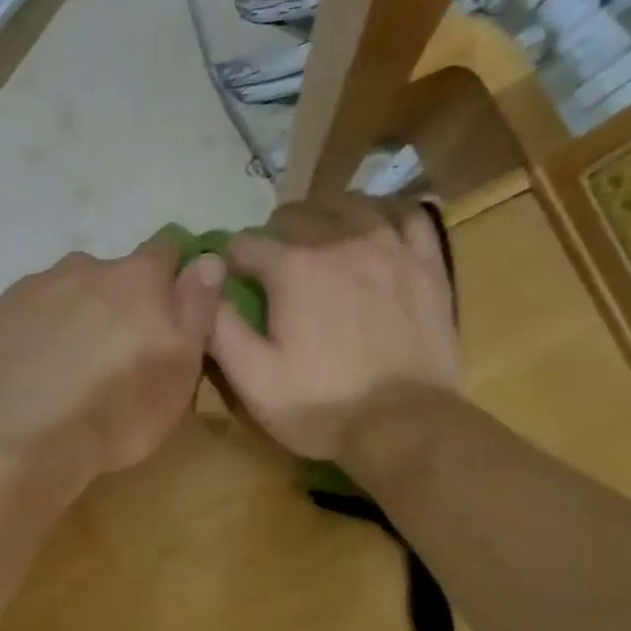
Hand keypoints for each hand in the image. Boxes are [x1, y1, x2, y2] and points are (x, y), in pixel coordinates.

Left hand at [0, 238, 225, 484]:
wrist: (21, 438)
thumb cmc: (116, 410)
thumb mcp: (180, 369)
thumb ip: (197, 308)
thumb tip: (208, 260)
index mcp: (137, 278)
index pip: (167, 250)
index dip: (172, 275)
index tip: (170, 309)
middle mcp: (84, 267)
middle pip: (111, 274)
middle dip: (118, 302)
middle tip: (115, 353)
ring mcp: (33, 289)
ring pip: (65, 292)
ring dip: (74, 315)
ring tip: (68, 366)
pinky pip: (26, 315)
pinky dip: (35, 333)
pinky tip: (32, 372)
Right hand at [210, 194, 458, 460]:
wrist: (403, 425)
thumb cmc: (319, 405)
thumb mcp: (251, 377)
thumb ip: (219, 326)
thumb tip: (202, 282)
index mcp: (293, 268)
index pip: (247, 243)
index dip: (231, 259)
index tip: (231, 278)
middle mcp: (341, 242)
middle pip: (299, 214)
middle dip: (276, 232)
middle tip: (272, 262)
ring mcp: (391, 249)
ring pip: (353, 205)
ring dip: (327, 215)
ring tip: (320, 236)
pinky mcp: (427, 265)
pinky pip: (409, 217)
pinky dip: (387, 216)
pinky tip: (378, 231)